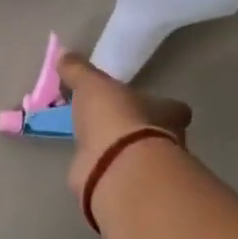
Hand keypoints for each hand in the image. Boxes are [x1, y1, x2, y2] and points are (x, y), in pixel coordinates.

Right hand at [58, 53, 191, 200]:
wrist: (113, 166)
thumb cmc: (115, 118)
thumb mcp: (92, 85)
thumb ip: (79, 71)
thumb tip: (63, 52)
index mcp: (167, 113)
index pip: (174, 109)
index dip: (160, 105)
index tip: (141, 102)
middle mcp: (165, 142)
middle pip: (157, 134)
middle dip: (137, 129)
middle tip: (111, 122)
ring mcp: (146, 168)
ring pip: (136, 156)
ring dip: (119, 151)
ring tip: (95, 142)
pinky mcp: (125, 186)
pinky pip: (113, 173)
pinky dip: (102, 169)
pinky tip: (87, 163)